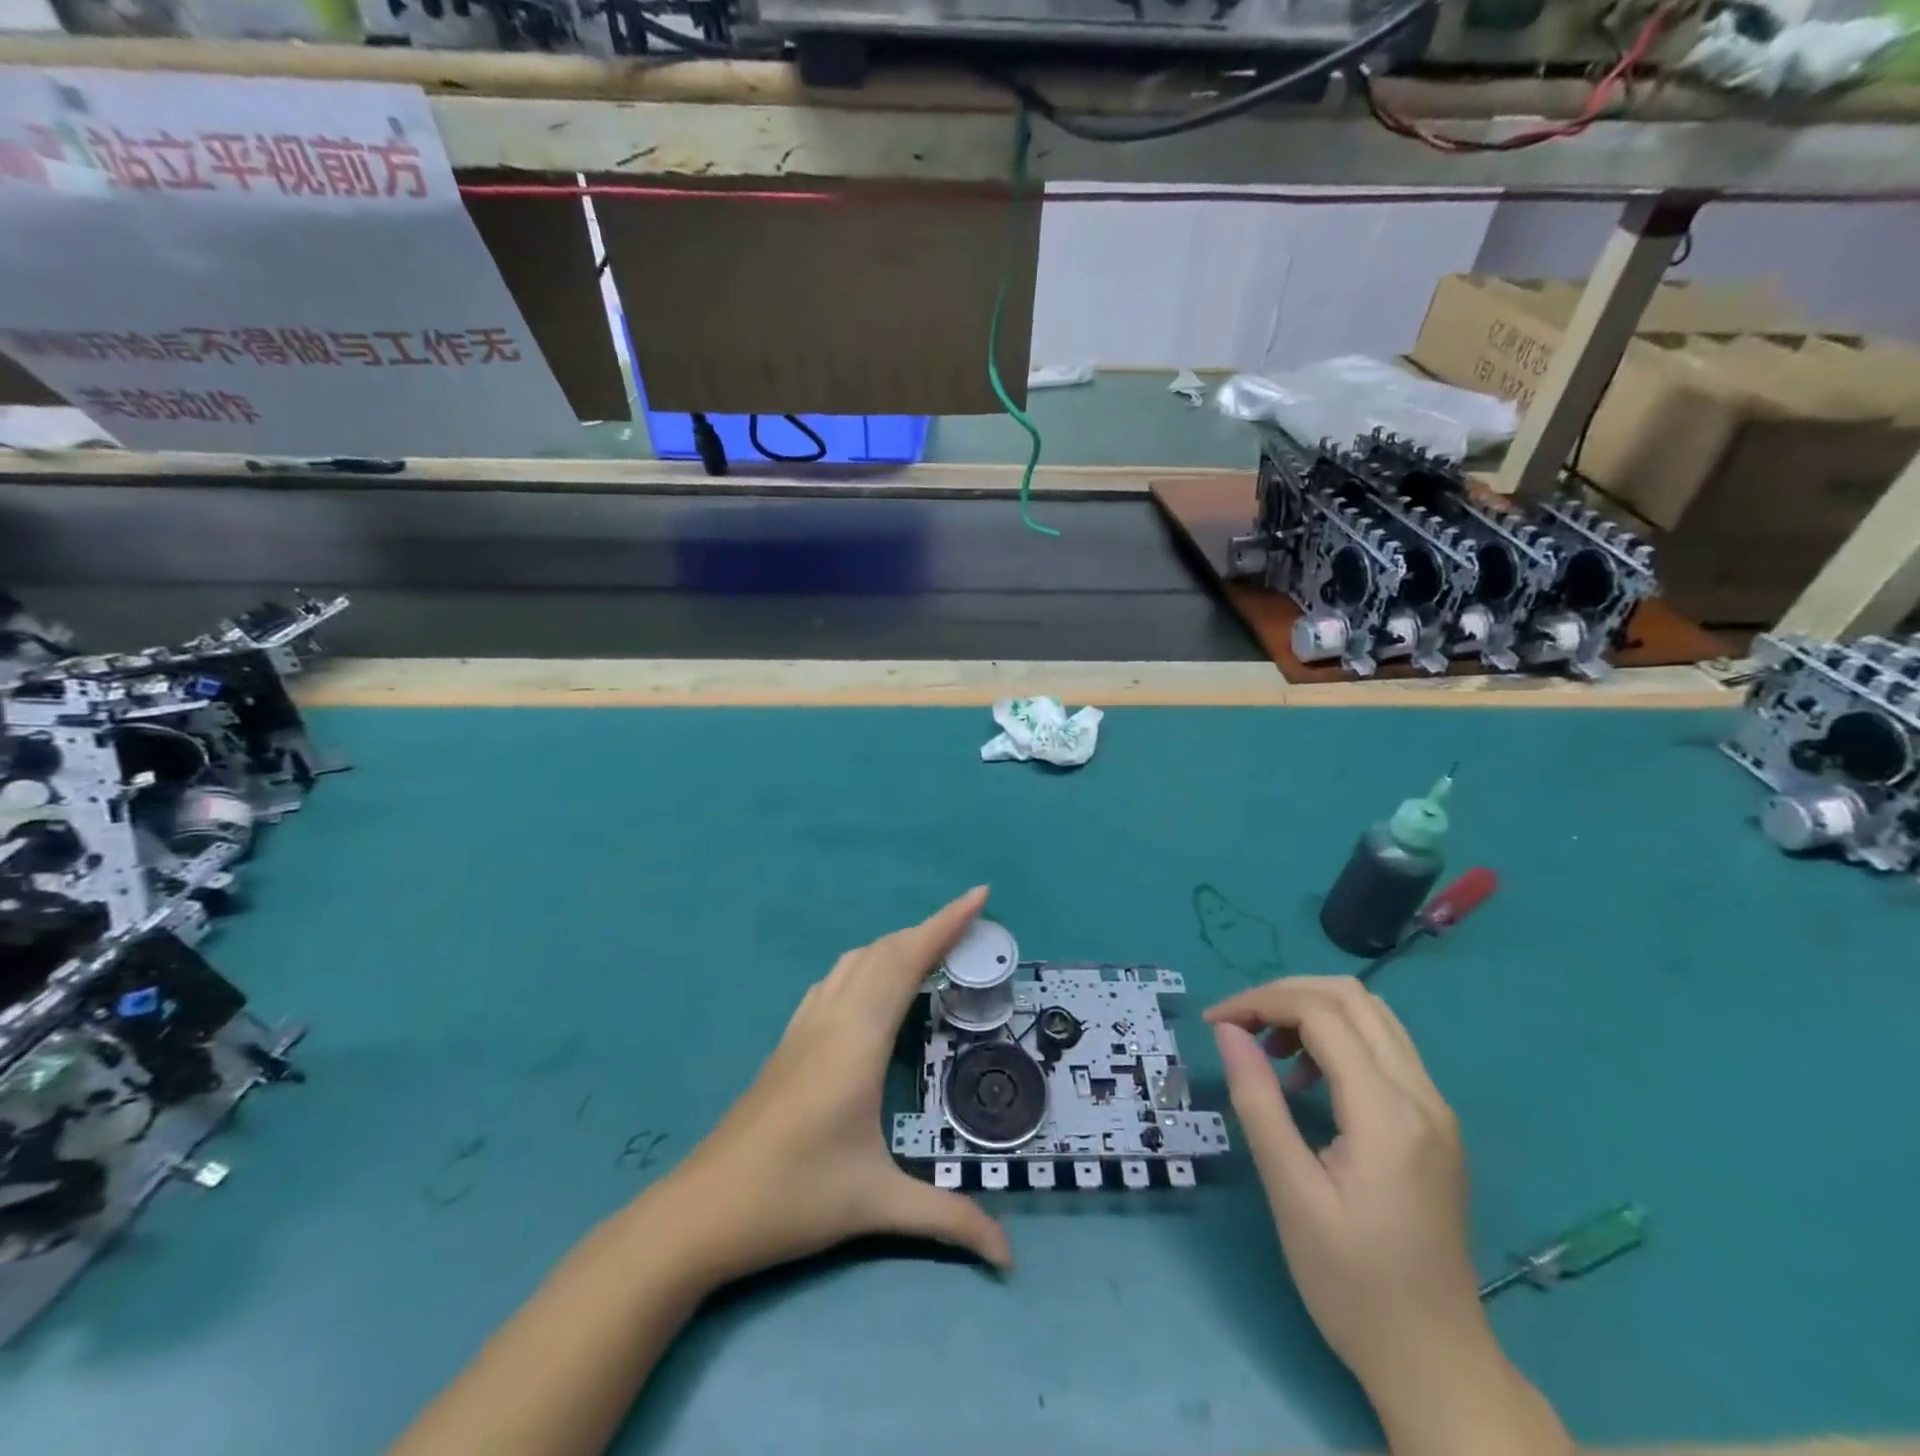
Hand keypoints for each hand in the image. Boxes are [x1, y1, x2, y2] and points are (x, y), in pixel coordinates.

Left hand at [648, 886, 1011, 1288]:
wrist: (702, 1210)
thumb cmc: (793, 1197)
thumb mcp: (876, 1204)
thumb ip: (948, 1219)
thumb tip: (1009, 1255)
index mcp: (858, 1039)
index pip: (908, 961)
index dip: (945, 923)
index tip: (979, 895)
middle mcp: (832, 1018)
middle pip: (884, 952)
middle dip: (930, 930)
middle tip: (971, 929)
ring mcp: (804, 1027)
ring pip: (855, 962)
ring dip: (895, 946)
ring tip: (931, 953)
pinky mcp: (788, 1042)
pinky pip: (833, 981)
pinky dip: (866, 966)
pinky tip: (871, 988)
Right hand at [1204, 977, 1484, 1398]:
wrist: (1436, 1361)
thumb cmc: (1352, 1284)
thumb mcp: (1290, 1192)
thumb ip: (1258, 1101)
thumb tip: (1227, 1031)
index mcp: (1387, 1113)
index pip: (1321, 1013)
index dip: (1260, 1002)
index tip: (1214, 1024)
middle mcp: (1421, 1096)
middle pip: (1353, 997)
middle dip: (1285, 994)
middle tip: (1238, 1025)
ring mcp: (1435, 1109)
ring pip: (1373, 1016)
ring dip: (1312, 1011)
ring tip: (1268, 1050)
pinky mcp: (1434, 1124)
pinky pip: (1384, 1048)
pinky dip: (1338, 1038)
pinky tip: (1307, 1079)